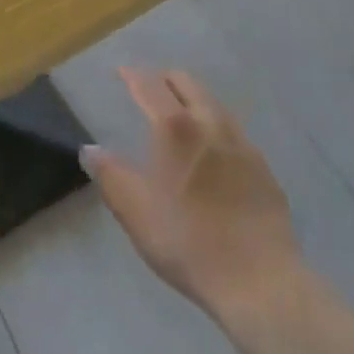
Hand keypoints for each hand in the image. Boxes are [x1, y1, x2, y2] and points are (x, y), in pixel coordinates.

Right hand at [82, 68, 301, 317]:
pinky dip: (215, 127)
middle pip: (186, 83)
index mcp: (175, 127)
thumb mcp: (136, 213)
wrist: (260, 281)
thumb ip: (110, 176)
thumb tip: (90, 150)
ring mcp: (241, 143)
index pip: (150, 85)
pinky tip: (212, 152)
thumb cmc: (188, 242)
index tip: (122, 72)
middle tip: (149, 90)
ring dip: (192, 100)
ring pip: (213, 103)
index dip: (133, 75)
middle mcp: (210, 123)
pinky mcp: (263, 167)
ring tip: (180, 117)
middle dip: (164, 79)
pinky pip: (233, 131)